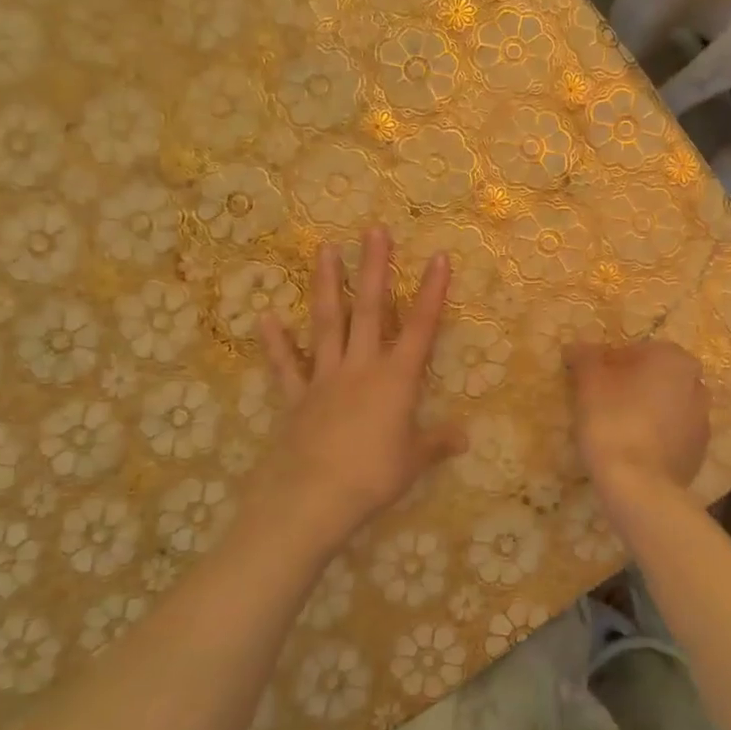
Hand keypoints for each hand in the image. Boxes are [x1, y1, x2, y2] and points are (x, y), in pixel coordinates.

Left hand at [257, 227, 462, 551]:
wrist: (311, 499)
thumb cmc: (372, 478)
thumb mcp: (413, 462)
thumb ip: (437, 443)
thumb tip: (465, 436)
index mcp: (396, 379)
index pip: (422, 327)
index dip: (433, 292)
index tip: (439, 256)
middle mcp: (361, 367)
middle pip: (371, 309)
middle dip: (375, 268)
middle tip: (374, 230)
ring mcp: (324, 378)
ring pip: (328, 323)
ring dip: (328, 285)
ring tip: (325, 249)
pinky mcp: (296, 397)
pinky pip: (285, 366)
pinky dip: (276, 342)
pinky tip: (265, 317)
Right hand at [564, 341, 709, 503]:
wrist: (640, 486)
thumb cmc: (613, 421)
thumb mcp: (589, 382)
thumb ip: (584, 357)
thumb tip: (577, 347)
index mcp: (673, 358)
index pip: (635, 351)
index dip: (609, 364)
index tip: (590, 383)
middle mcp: (696, 383)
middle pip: (654, 378)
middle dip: (630, 386)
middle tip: (600, 404)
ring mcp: (702, 420)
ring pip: (665, 406)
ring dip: (644, 411)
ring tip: (615, 431)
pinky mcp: (699, 453)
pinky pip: (671, 435)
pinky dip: (654, 437)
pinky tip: (632, 451)